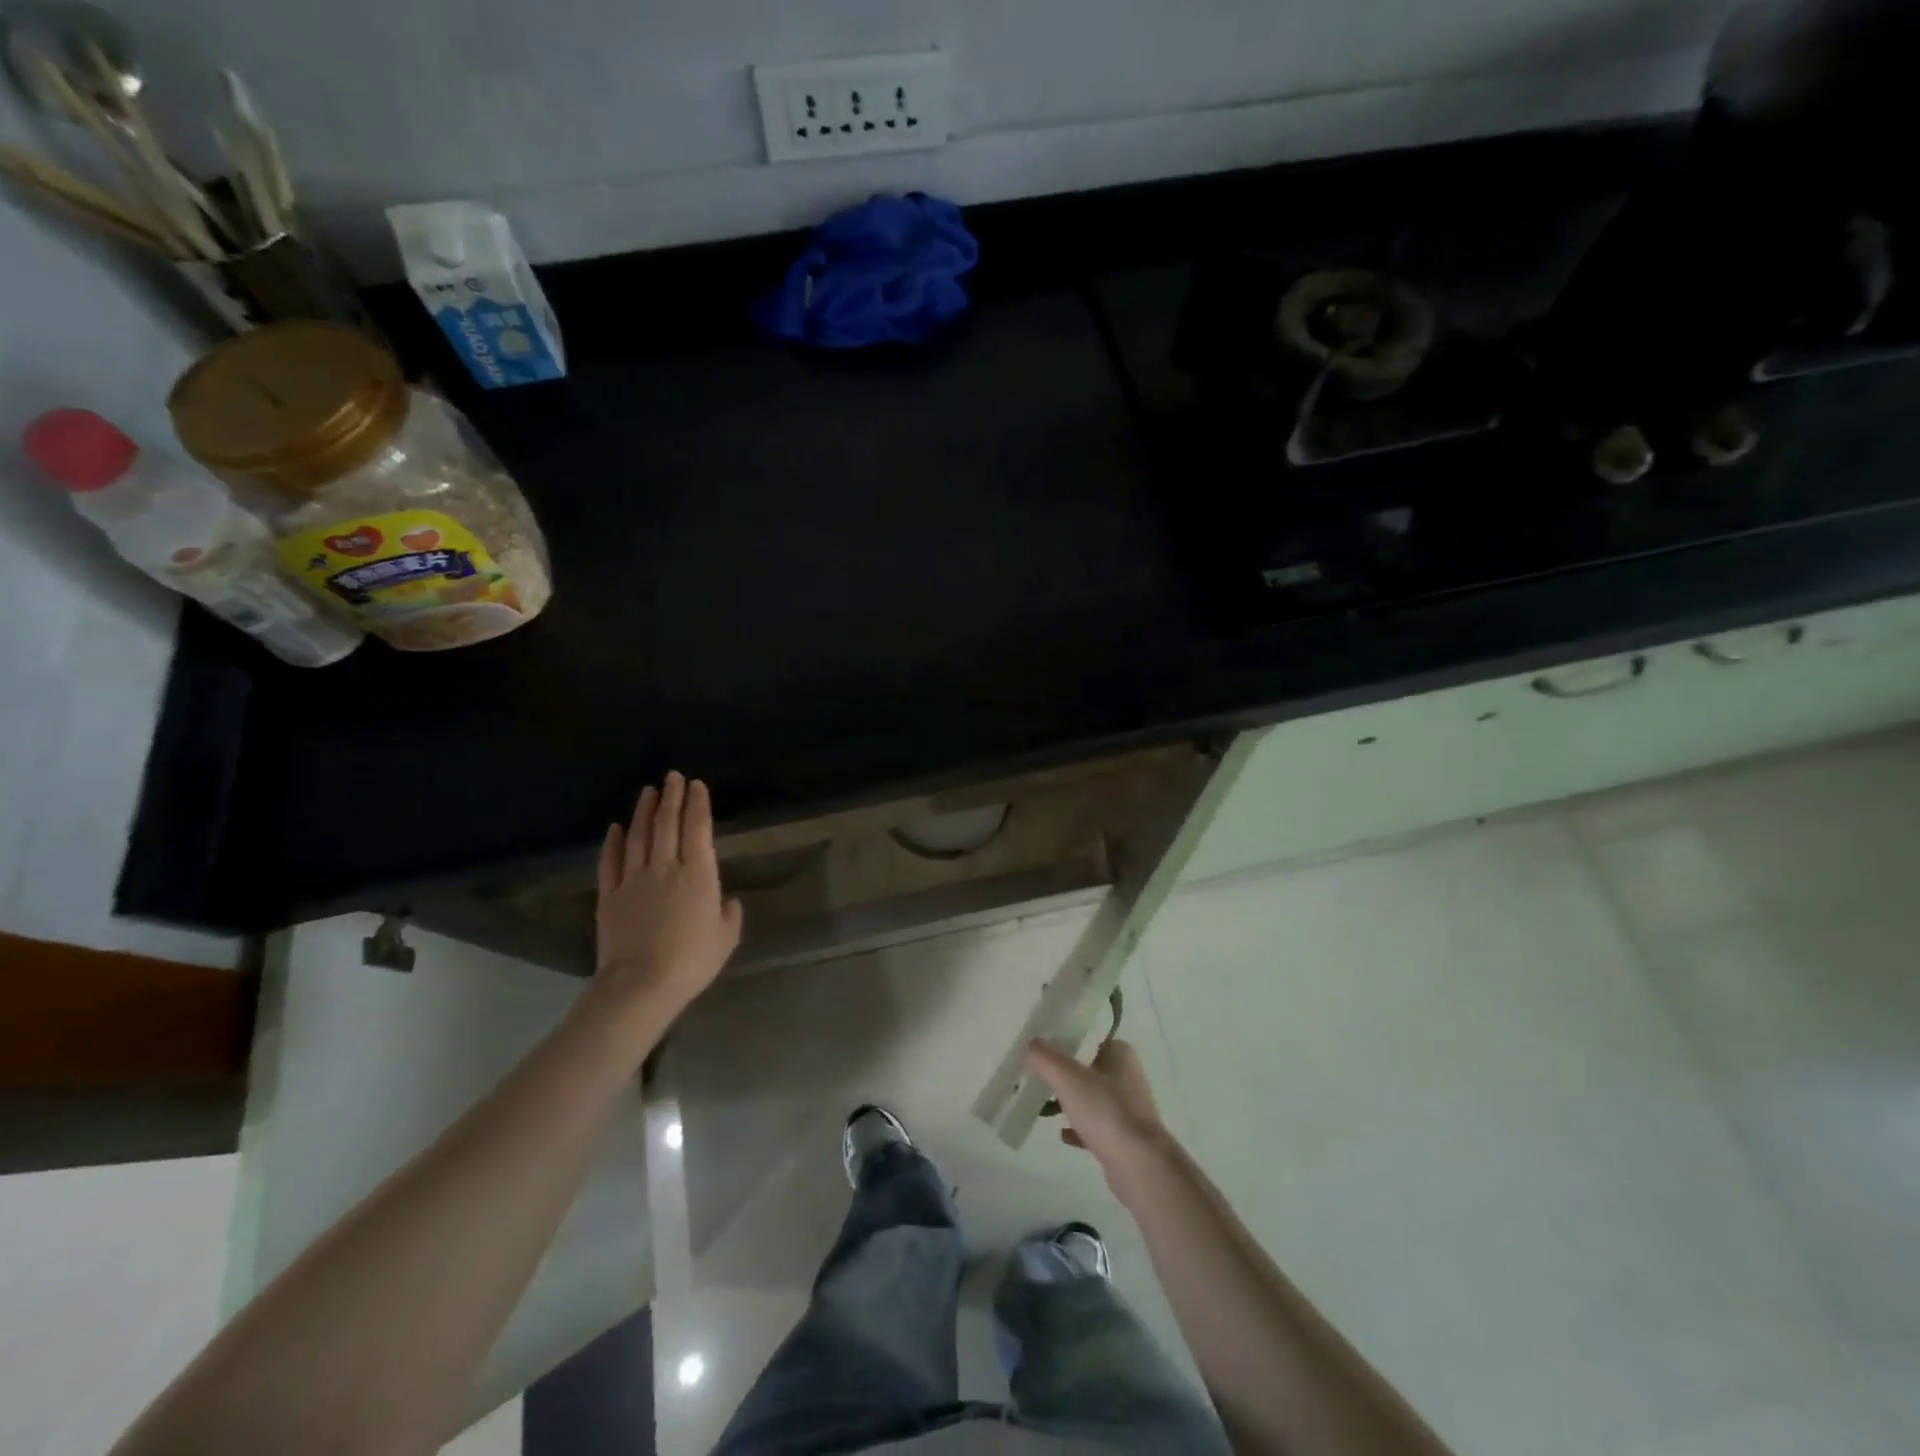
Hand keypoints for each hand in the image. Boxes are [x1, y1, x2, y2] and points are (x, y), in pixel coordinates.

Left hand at [592, 773, 742, 1039]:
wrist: (641, 984)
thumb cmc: (692, 961)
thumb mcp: (726, 938)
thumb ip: (729, 915)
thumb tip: (727, 902)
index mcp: (699, 874)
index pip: (698, 829)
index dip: (697, 804)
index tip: (696, 785)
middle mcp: (666, 867)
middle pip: (667, 824)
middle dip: (671, 798)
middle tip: (672, 777)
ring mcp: (634, 880)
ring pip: (639, 836)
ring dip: (644, 811)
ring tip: (648, 792)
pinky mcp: (610, 896)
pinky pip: (611, 862)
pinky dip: (613, 842)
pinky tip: (616, 828)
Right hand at [1024, 1038, 1171, 1197]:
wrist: (1139, 1166)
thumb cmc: (1106, 1111)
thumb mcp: (1068, 1077)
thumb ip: (1044, 1058)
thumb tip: (1029, 1044)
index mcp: (1119, 1054)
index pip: (1087, 1038)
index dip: (1063, 1041)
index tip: (1039, 1049)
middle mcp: (1126, 1076)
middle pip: (1086, 1068)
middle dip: (1062, 1074)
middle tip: (1035, 1076)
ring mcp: (1127, 1109)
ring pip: (1090, 1098)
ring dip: (1068, 1102)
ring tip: (1042, 1105)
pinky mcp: (1123, 1137)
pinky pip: (1094, 1126)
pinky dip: (1078, 1128)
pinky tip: (1062, 1134)